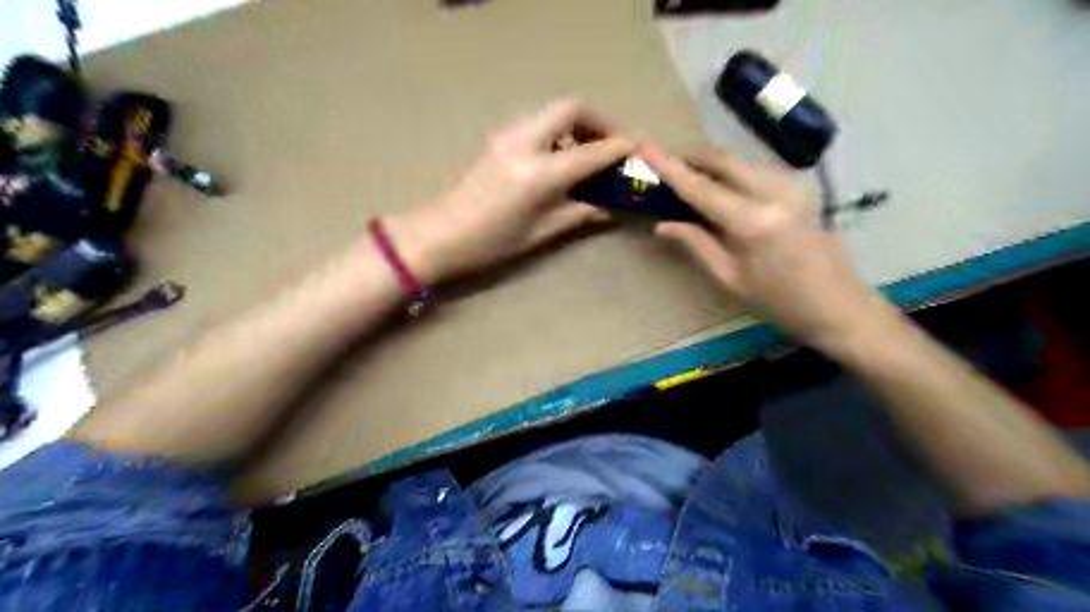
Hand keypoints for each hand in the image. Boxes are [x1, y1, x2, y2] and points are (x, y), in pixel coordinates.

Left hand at [389, 98, 631, 285]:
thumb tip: (609, 207)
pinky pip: (537, 122)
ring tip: (588, 153)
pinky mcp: (498, 139)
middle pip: (571, 108)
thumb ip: (579, 213)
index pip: (590, 151)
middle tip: (611, 146)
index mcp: (538, 174)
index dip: (619, 147)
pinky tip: (560, 159)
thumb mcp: (541, 232)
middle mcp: (524, 144)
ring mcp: (507, 136)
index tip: (638, 148)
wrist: (440, 235)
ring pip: (552, 111)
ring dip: (577, 124)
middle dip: (599, 121)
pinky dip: (558, 131)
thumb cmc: (492, 243)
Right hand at [641, 143, 898, 352]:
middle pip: (722, 161)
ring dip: (711, 167)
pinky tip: (721, 193)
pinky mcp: (798, 189)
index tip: (644, 146)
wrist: (840, 306)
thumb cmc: (780, 302)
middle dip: (691, 160)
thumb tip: (662, 225)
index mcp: (752, 221)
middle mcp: (773, 192)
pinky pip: (754, 171)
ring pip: (739, 163)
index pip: (700, 187)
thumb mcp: (731, 279)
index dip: (669, 167)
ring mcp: (790, 186)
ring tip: (689, 184)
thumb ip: (696, 244)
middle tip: (665, 169)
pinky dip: (731, 175)